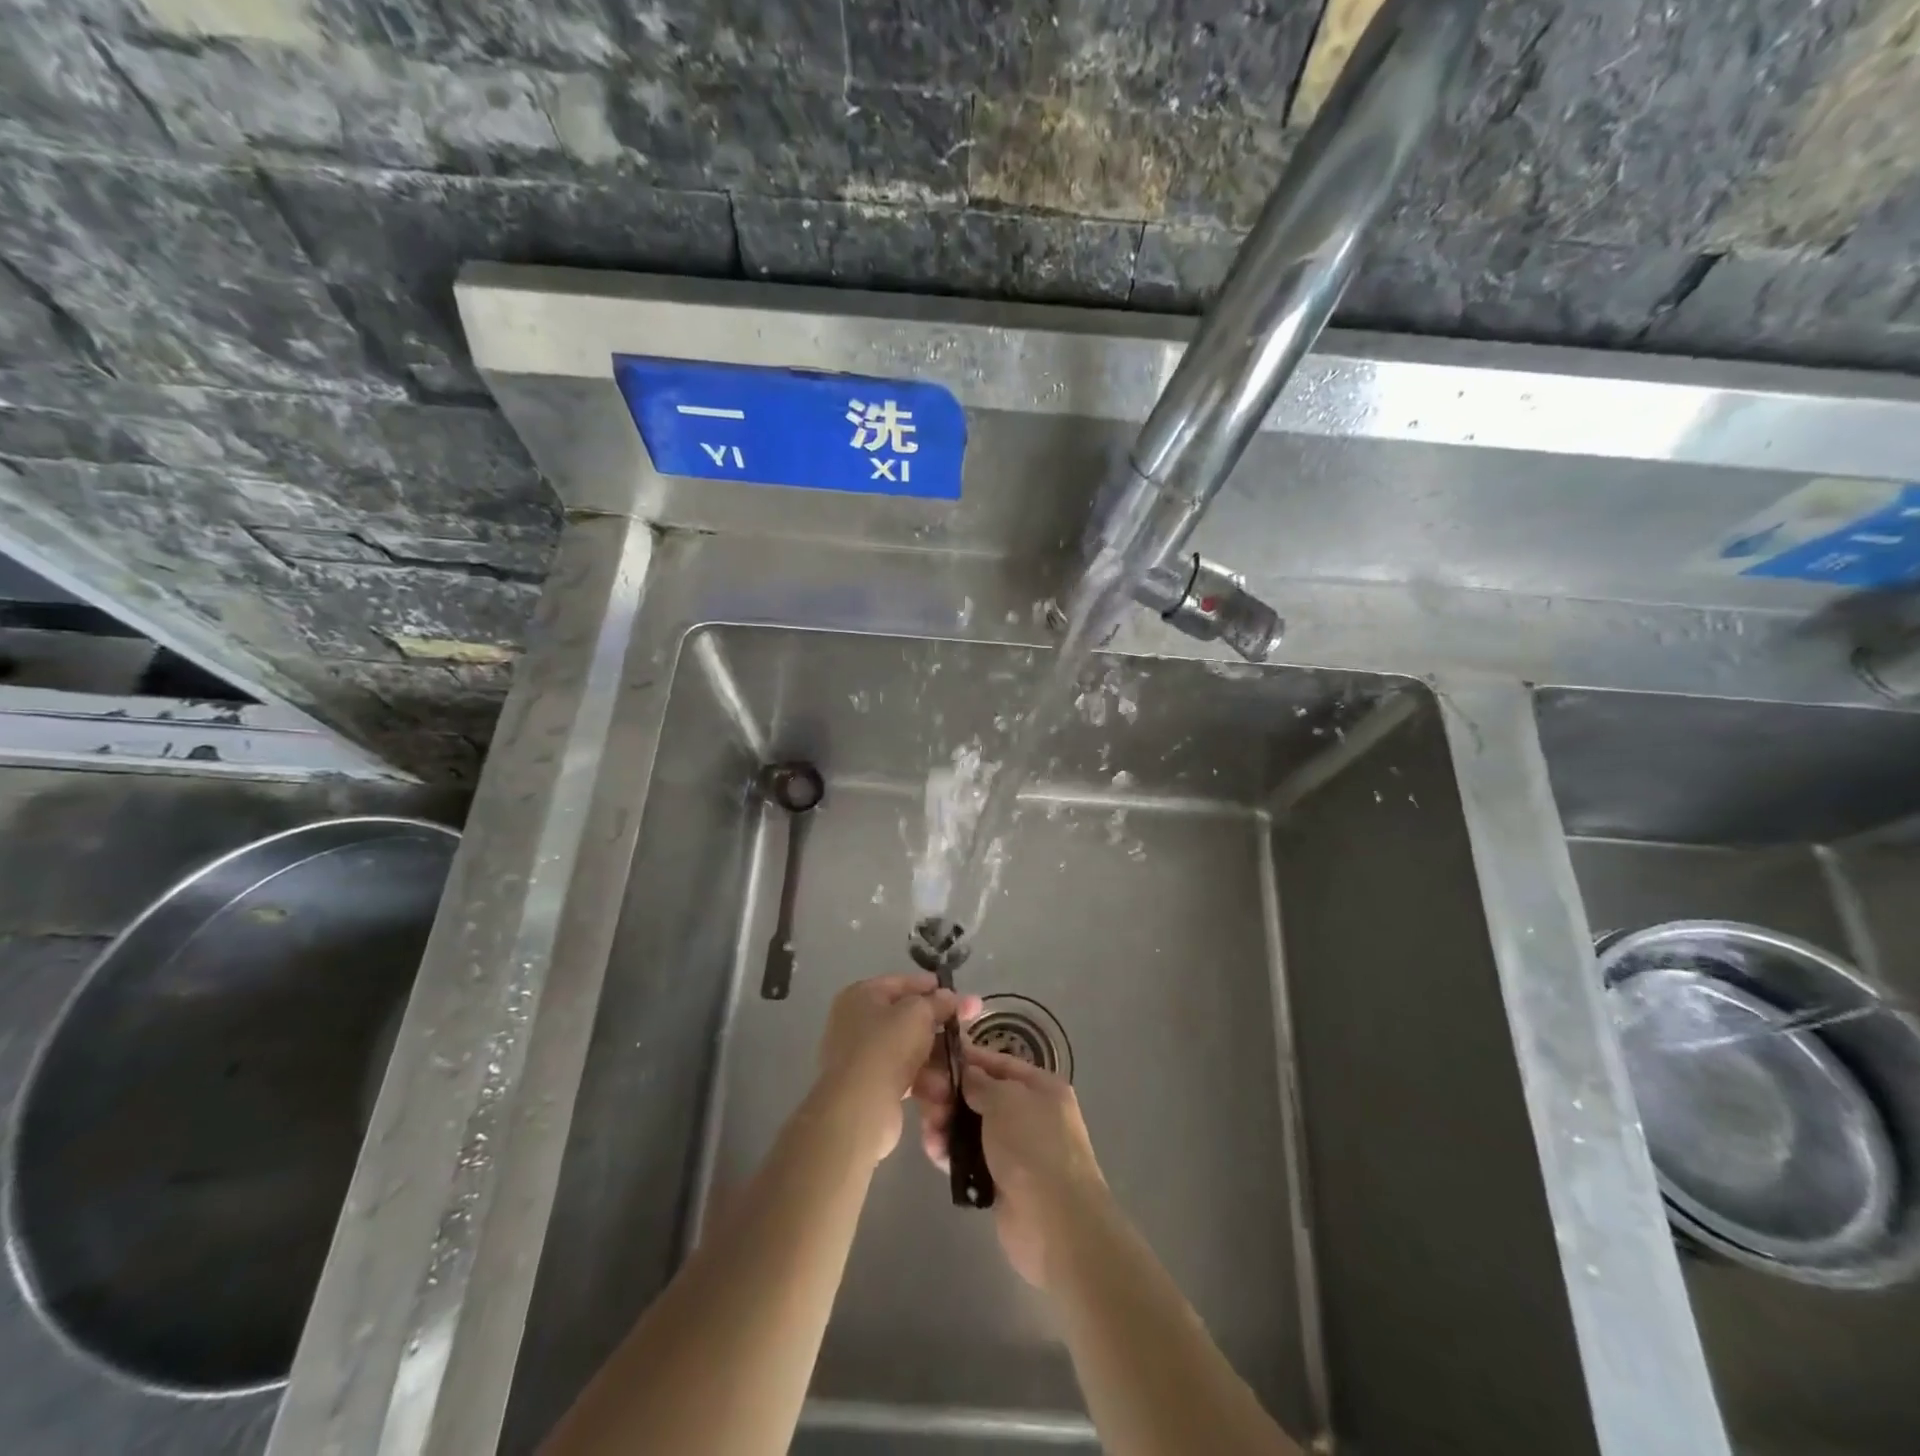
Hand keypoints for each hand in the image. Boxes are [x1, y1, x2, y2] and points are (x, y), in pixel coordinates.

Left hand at [814, 972, 979, 1165]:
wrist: (859, 1108)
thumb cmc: (887, 1047)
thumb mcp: (919, 1014)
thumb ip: (938, 1002)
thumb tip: (949, 997)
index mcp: (862, 995)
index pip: (903, 983)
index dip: (933, 987)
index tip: (961, 995)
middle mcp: (857, 1022)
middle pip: (908, 1018)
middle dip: (941, 1026)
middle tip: (970, 1029)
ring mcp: (862, 1055)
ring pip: (909, 1049)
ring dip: (937, 1056)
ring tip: (964, 1063)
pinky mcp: (871, 1086)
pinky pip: (904, 1074)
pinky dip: (925, 1079)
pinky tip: (946, 1088)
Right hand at [920, 1043, 1108, 1287]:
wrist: (1055, 1223)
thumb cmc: (1033, 1146)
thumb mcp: (1005, 1099)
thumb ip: (980, 1082)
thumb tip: (967, 1073)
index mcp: (1041, 1087)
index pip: (999, 1063)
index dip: (968, 1058)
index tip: (935, 1057)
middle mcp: (1030, 1114)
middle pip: (981, 1095)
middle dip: (951, 1095)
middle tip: (925, 1098)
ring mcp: (1015, 1150)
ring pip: (972, 1127)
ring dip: (947, 1124)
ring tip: (929, 1130)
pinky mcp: (1000, 1182)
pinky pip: (970, 1158)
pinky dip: (951, 1153)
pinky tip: (934, 1152)